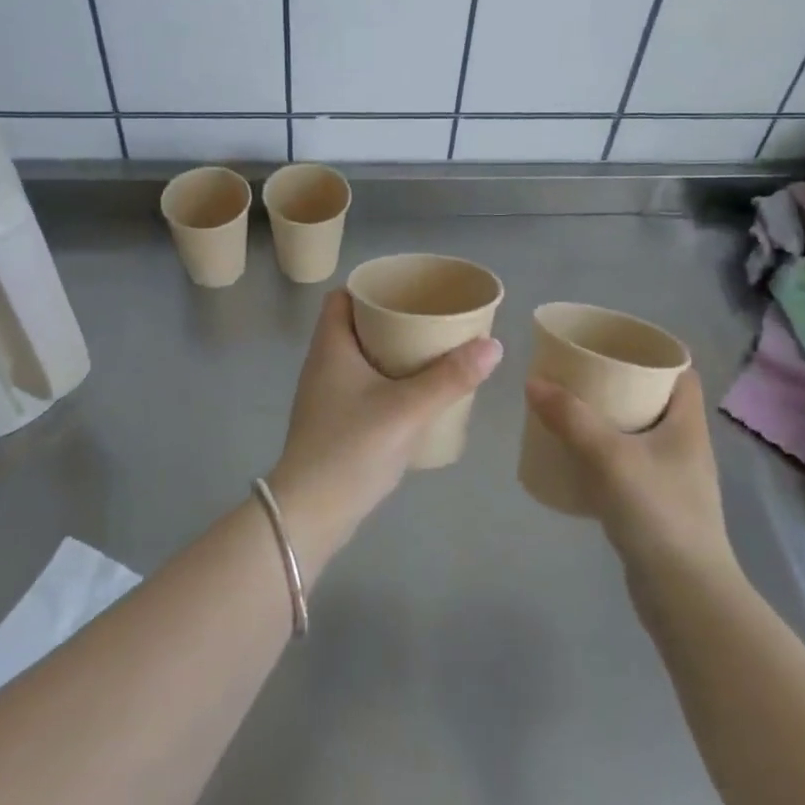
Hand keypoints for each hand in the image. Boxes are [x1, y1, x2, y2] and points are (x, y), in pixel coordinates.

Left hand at [269, 291, 501, 560]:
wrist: (311, 515)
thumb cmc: (351, 449)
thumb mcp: (407, 409)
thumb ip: (450, 378)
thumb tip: (493, 344)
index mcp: (331, 347)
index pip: (341, 297)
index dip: (371, 289)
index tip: (408, 291)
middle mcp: (323, 364)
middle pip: (355, 326)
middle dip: (391, 320)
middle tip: (431, 321)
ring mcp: (325, 396)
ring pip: (360, 358)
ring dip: (391, 353)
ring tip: (431, 353)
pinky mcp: (334, 423)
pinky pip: (362, 386)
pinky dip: (386, 381)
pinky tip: (415, 395)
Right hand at [523, 373, 735, 584]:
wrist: (685, 595)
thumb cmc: (657, 513)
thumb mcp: (609, 456)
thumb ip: (570, 417)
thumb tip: (533, 382)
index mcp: (687, 425)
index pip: (680, 373)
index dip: (651, 353)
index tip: (612, 344)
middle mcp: (685, 447)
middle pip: (654, 400)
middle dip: (618, 384)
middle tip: (579, 373)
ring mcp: (672, 480)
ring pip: (639, 434)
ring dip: (608, 420)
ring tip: (570, 409)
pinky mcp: (657, 507)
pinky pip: (628, 465)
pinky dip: (604, 454)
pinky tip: (576, 458)